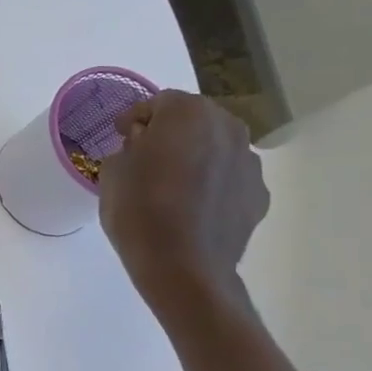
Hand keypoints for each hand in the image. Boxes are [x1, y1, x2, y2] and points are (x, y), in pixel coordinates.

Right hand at [96, 91, 268, 322]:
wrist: (183, 268)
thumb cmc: (139, 212)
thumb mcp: (112, 172)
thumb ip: (129, 148)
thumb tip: (144, 147)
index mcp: (187, 113)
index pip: (157, 102)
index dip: (135, 118)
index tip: (120, 136)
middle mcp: (227, 127)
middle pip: (193, 120)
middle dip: (170, 133)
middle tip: (147, 158)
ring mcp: (249, 161)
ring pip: (215, 148)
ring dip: (195, 157)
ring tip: (173, 186)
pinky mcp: (259, 194)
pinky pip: (229, 178)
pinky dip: (213, 184)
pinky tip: (193, 208)